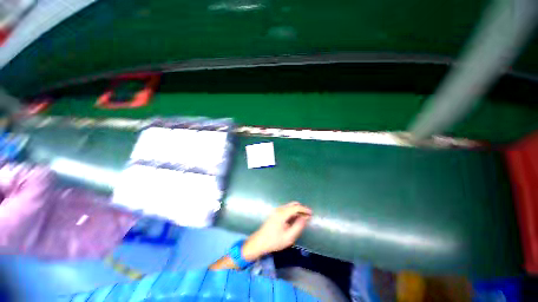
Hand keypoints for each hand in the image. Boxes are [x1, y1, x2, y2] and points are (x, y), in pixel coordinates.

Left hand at [241, 201, 311, 260]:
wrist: (259, 242)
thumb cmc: (274, 241)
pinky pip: (286, 209)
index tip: (311, 213)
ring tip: (303, 218)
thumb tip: (304, 218)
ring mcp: (276, 210)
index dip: (304, 209)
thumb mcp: (288, 237)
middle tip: (308, 216)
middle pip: (292, 204)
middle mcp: (279, 209)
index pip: (296, 207)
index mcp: (282, 214)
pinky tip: (295, 219)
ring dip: (297, 210)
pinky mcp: (275, 213)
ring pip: (289, 206)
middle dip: (301, 209)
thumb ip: (297, 227)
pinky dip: (292, 212)